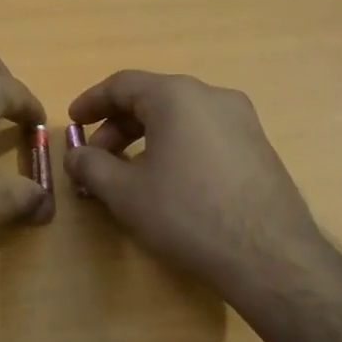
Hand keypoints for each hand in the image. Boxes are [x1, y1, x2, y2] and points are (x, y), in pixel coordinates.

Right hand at [65, 71, 326, 296]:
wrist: (268, 257)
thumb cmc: (186, 214)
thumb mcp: (124, 192)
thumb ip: (90, 165)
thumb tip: (76, 155)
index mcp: (177, 96)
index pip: (122, 84)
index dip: (91, 102)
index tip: (73, 123)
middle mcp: (213, 97)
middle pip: (152, 99)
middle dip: (117, 128)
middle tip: (96, 161)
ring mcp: (242, 121)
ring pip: (180, 119)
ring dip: (146, 140)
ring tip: (128, 176)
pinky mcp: (258, 148)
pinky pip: (204, 136)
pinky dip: (175, 148)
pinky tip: (168, 184)